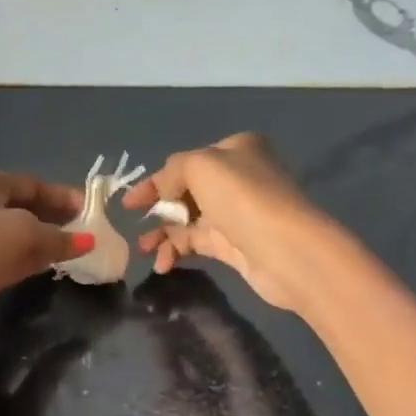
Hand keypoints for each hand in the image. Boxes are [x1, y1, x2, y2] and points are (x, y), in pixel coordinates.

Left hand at [0, 168, 91, 374]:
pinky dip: (33, 265)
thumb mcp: (19, 231)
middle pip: (25, 211)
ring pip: (19, 240)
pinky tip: (57, 270)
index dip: (62, 196)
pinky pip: (11, 265)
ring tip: (84, 254)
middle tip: (94, 235)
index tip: (93, 211)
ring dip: (47, 246)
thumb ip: (56, 236)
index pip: (30, 184)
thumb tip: (86, 241)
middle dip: (57, 222)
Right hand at [120, 133, 333, 313]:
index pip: (186, 162)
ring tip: (143, 250)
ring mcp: (237, 214)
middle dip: (158, 209)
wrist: (287, 250)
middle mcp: (238, 179)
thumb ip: (172, 171)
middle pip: (186, 192)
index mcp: (235, 150)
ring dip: (163, 234)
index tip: (127, 202)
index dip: (154, 180)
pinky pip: (197, 244)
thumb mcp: (200, 165)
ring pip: (189, 220)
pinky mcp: (236, 246)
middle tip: (134, 225)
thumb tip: (163, 192)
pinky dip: (177, 251)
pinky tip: (163, 264)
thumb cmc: (242, 197)